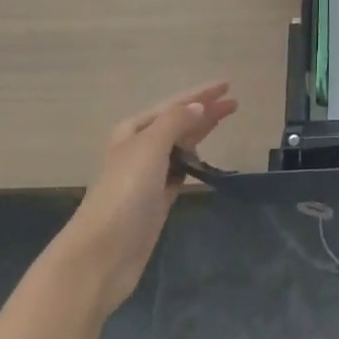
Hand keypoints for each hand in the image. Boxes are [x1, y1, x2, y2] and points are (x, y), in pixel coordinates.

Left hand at [61, 81, 237, 312]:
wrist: (103, 253)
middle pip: (179, 122)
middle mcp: (139, 149)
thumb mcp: (149, 148)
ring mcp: (148, 176)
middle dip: (204, 110)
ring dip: (200, 132)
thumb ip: (176, 122)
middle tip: (235, 102)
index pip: (174, 105)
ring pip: (180, 145)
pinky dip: (193, 161)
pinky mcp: (156, 200)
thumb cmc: (125, 193)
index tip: (228, 84)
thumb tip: (199, 106)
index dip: (201, 94)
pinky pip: (179, 171)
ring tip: (225, 121)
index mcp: (133, 131)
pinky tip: (204, 158)